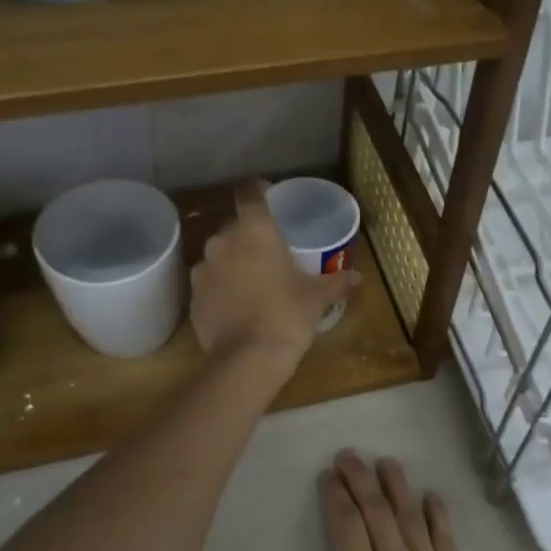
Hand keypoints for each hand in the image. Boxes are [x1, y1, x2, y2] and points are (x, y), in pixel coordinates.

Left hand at [190, 180, 355, 367]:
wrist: (247, 360)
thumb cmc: (287, 316)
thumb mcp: (317, 297)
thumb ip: (336, 282)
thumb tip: (357, 276)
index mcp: (255, 231)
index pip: (250, 193)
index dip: (258, 190)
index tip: (268, 194)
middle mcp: (223, 242)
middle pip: (234, 227)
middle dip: (249, 236)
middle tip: (270, 251)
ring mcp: (203, 270)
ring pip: (219, 256)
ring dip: (233, 262)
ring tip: (253, 281)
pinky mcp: (193, 298)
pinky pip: (210, 283)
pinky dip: (222, 288)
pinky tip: (237, 306)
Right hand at [271, 451, 492, 550]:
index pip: (346, 526)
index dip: (335, 497)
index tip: (328, 474)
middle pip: (376, 511)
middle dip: (360, 479)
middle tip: (350, 455)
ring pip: (410, 516)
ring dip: (397, 485)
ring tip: (386, 461)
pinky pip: (445, 538)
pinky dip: (437, 513)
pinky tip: (431, 496)